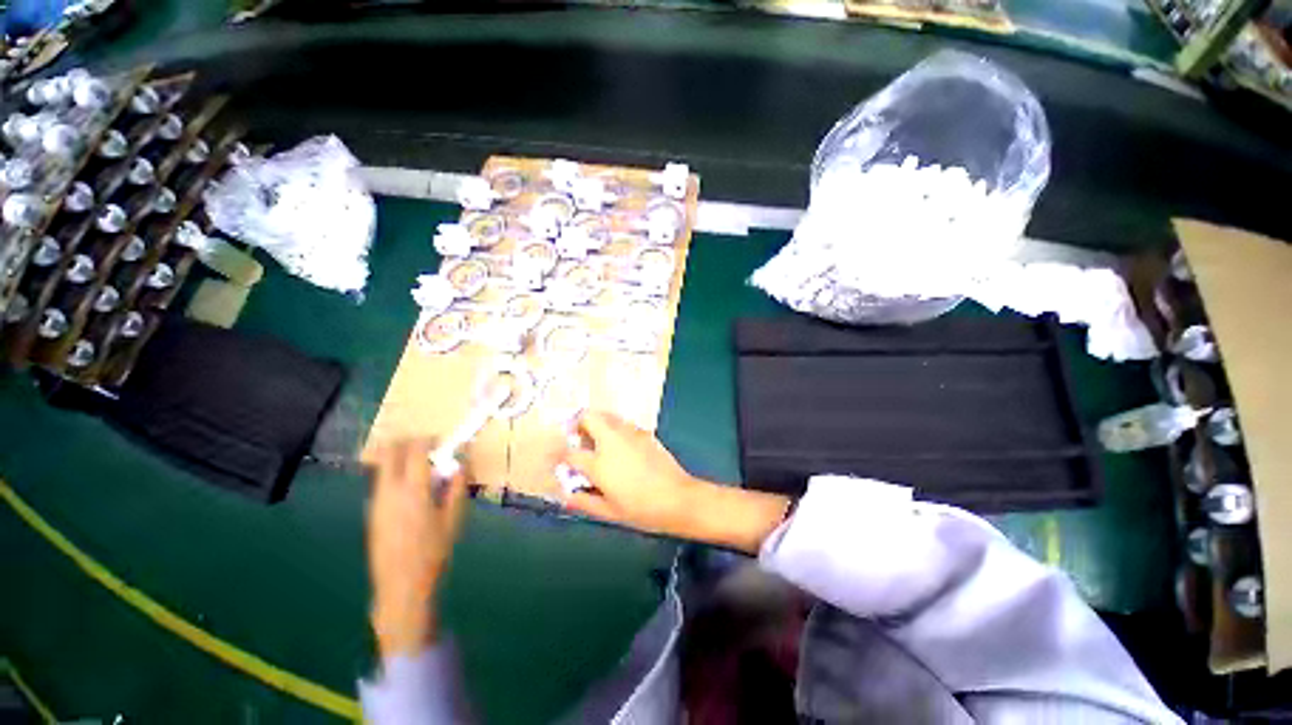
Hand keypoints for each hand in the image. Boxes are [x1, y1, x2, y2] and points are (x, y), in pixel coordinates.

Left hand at [367, 439, 469, 658]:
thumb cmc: (433, 552)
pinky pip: (381, 482)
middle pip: (390, 452)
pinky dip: (395, 475)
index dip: (429, 440)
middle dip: (408, 442)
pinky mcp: (371, 512)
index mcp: (413, 490)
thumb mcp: (454, 518)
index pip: (415, 450)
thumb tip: (461, 463)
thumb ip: (457, 486)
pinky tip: (412, 491)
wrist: (401, 586)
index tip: (442, 442)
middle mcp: (389, 491)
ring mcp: (376, 501)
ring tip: (422, 471)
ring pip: (383, 466)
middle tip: (428, 448)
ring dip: (401, 459)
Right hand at [562, 412, 790, 552]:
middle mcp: (611, 441)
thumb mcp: (608, 512)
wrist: (677, 498)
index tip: (556, 458)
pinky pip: (623, 423)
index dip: (559, 454)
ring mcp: (629, 433)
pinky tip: (620, 446)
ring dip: (597, 423)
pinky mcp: (644, 432)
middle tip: (578, 438)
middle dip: (578, 424)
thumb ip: (583, 501)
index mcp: (598, 463)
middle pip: (588, 417)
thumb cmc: (641, 510)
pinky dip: (614, 428)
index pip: (569, 452)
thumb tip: (566, 494)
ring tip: (598, 441)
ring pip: (606, 415)